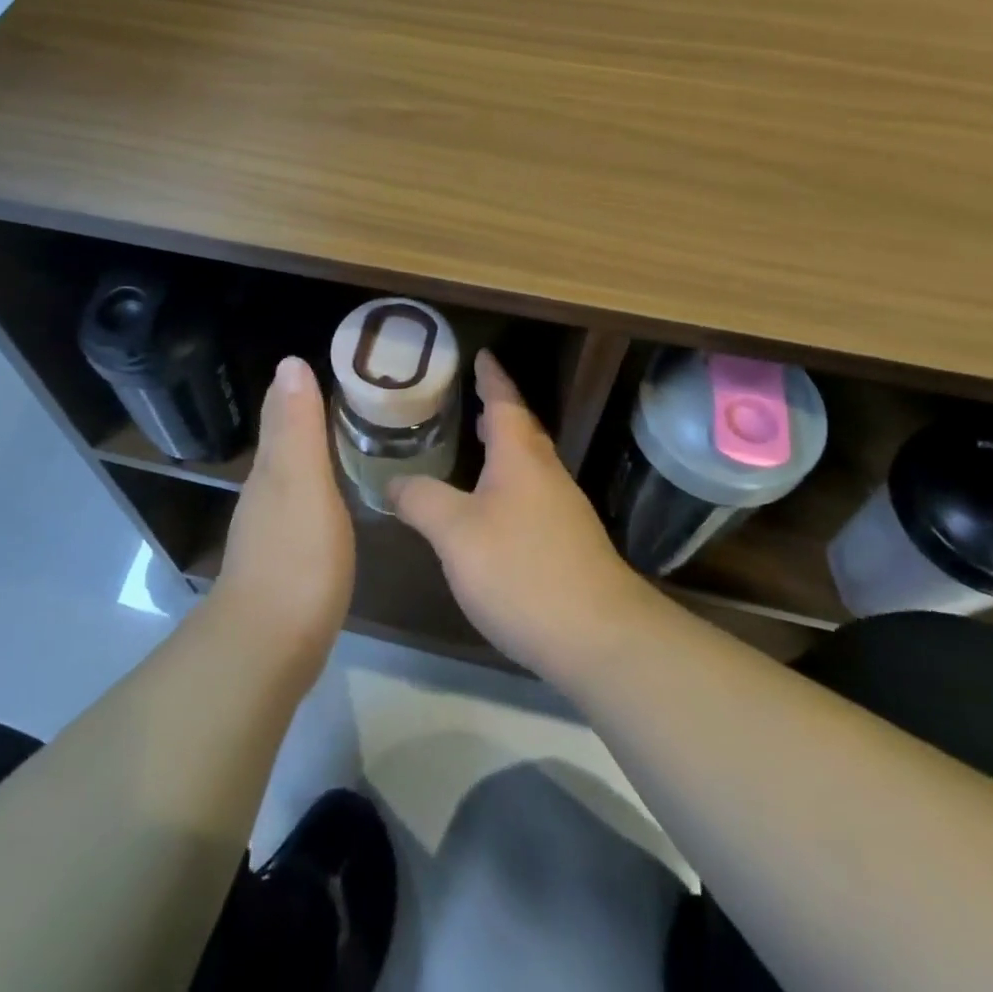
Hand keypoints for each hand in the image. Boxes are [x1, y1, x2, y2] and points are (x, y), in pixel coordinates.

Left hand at [209, 356, 353, 676]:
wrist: (267, 648)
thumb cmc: (296, 557)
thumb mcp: (302, 481)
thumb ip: (297, 426)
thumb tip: (289, 362)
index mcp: (271, 470)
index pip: (284, 414)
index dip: (302, 391)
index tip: (337, 370)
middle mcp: (264, 495)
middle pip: (286, 445)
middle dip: (309, 420)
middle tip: (354, 403)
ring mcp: (270, 532)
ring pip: (291, 478)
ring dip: (313, 458)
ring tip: (350, 444)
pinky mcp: (285, 565)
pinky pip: (302, 511)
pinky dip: (317, 495)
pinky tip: (335, 505)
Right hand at [389, 351, 651, 678]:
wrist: (599, 637)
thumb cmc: (522, 570)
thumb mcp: (456, 534)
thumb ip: (422, 501)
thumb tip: (393, 482)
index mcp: (520, 458)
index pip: (505, 403)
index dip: (492, 378)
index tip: (482, 355)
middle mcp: (547, 475)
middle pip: (522, 431)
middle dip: (499, 412)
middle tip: (473, 399)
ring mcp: (563, 511)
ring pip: (530, 465)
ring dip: (506, 449)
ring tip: (478, 448)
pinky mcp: (569, 544)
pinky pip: (533, 495)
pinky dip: (510, 485)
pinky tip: (494, 511)